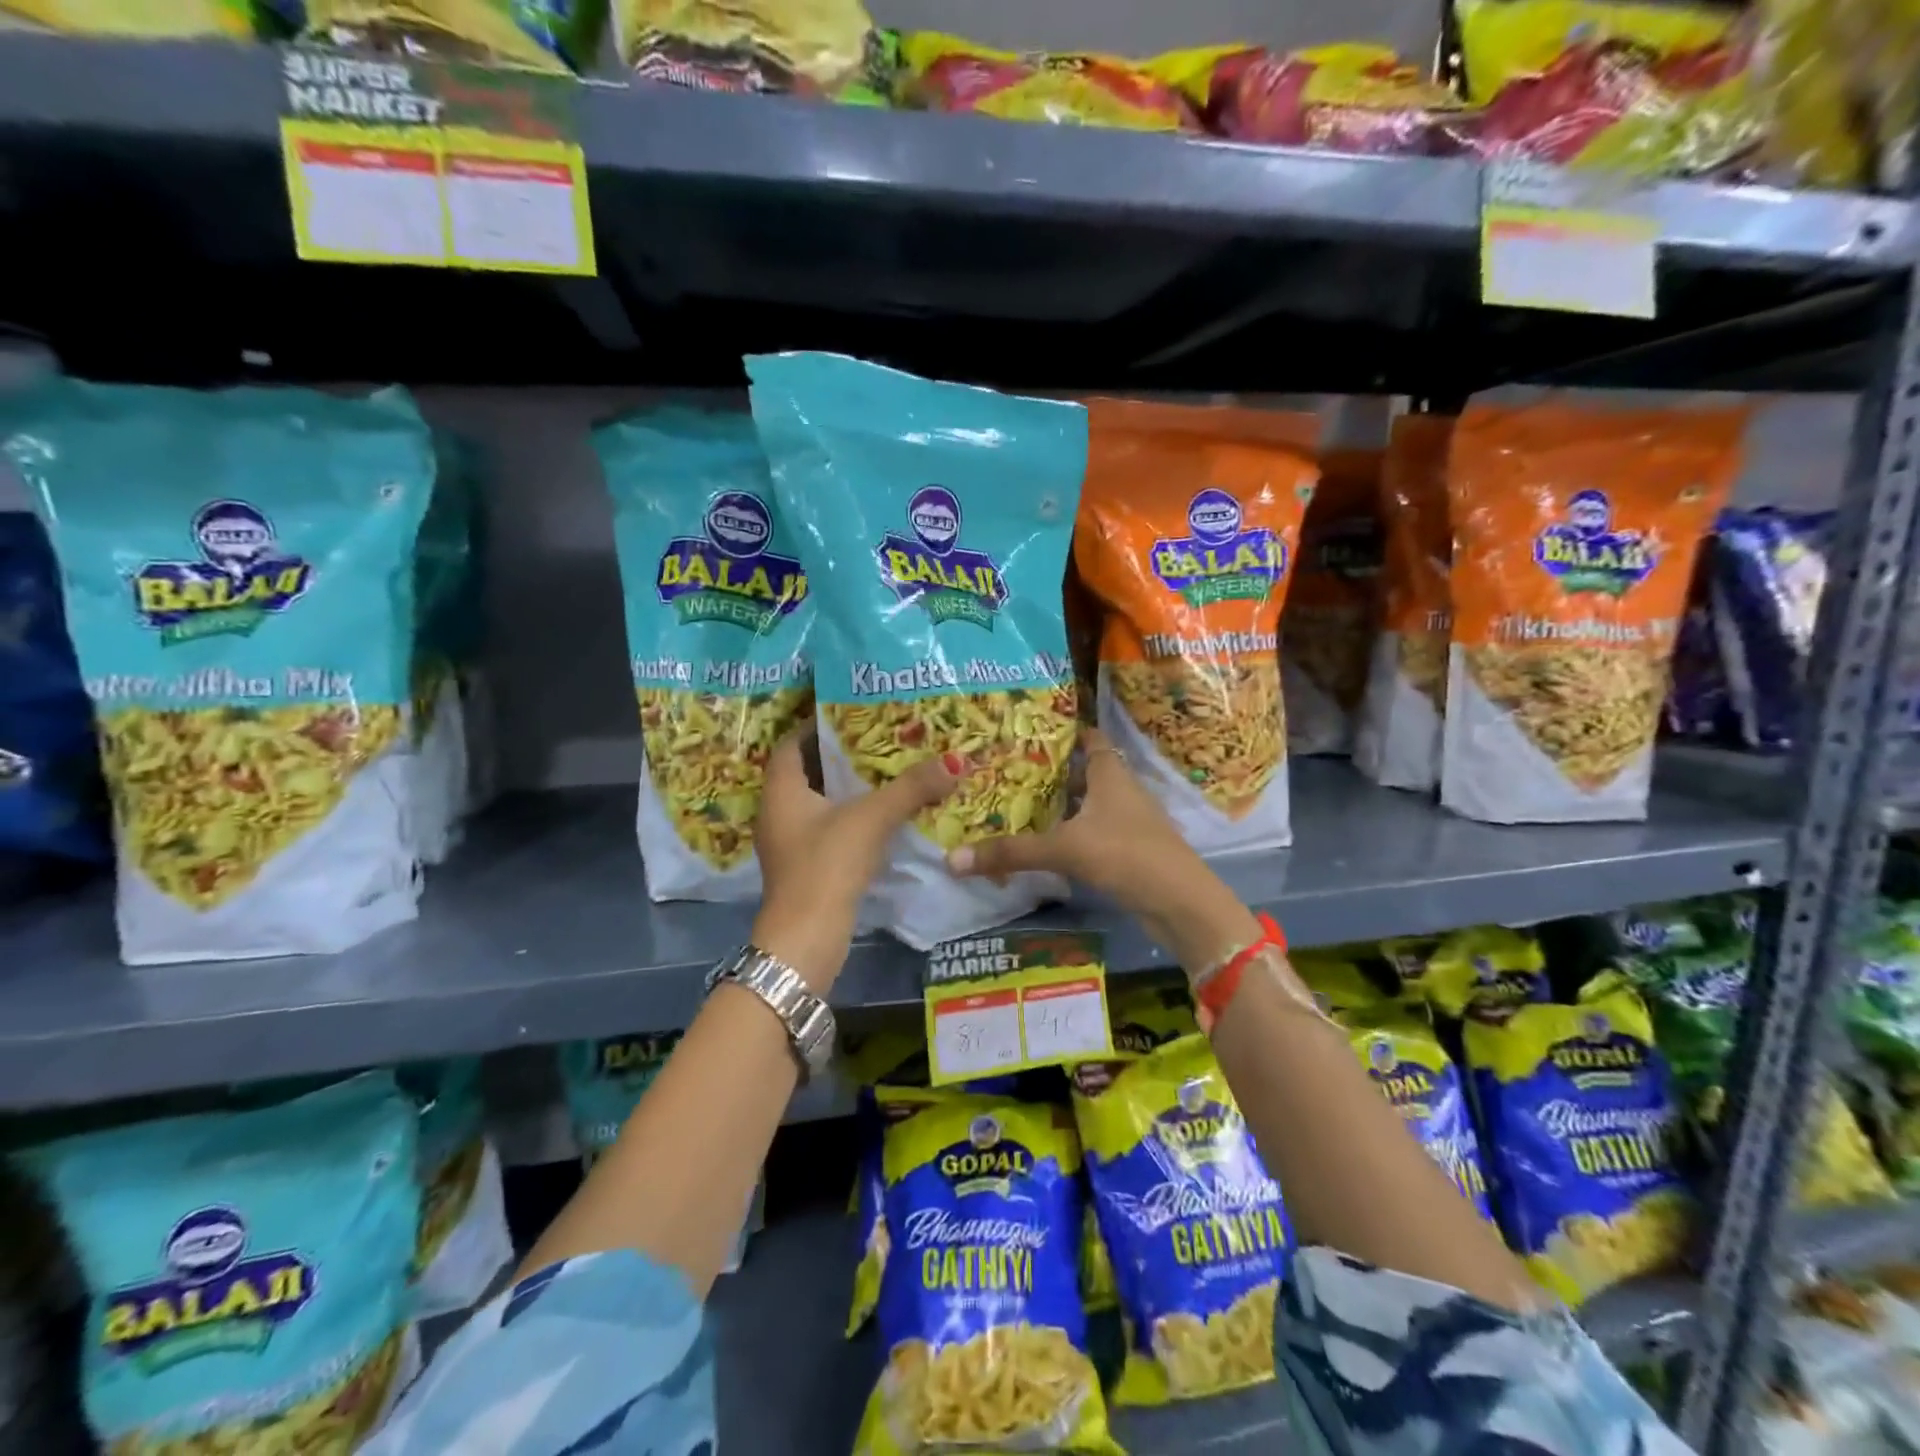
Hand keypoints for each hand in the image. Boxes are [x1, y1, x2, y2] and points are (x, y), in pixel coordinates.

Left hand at [753, 722, 960, 991]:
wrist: (806, 939)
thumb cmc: (827, 866)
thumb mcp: (871, 819)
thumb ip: (911, 788)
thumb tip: (955, 760)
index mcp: (781, 790)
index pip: (792, 743)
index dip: (818, 725)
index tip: (852, 711)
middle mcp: (778, 811)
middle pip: (808, 770)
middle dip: (841, 754)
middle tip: (879, 736)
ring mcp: (790, 842)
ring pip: (819, 801)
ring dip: (848, 786)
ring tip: (886, 768)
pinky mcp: (806, 866)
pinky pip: (827, 826)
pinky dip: (850, 814)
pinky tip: (881, 813)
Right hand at [944, 727, 1260, 977]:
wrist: (1181, 905)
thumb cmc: (1127, 855)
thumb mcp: (1065, 849)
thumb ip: (1011, 852)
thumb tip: (952, 859)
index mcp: (1110, 773)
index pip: (1088, 738)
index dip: (1062, 731)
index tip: (1026, 730)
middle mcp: (1119, 790)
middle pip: (1081, 772)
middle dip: (1047, 772)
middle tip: (1003, 770)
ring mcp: (1125, 821)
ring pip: (1084, 805)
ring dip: (1056, 806)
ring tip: (1012, 804)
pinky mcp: (1126, 850)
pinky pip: (1089, 832)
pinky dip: (1066, 834)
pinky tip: (1040, 844)